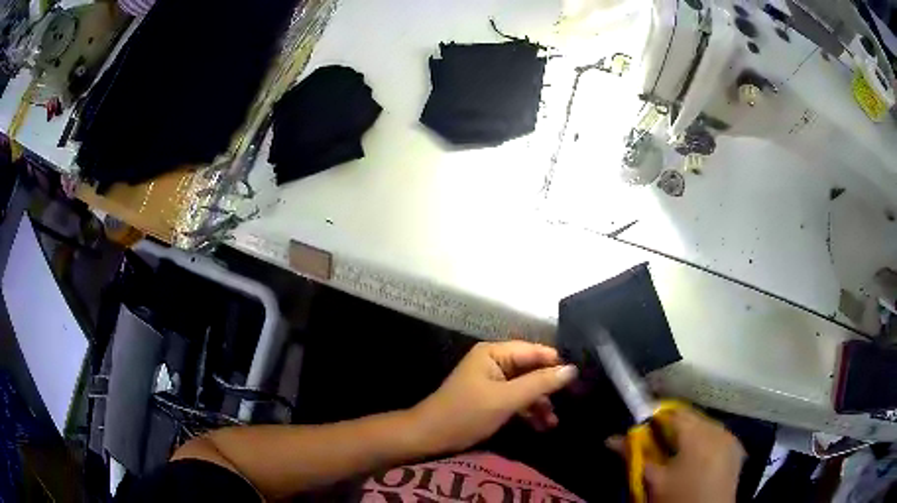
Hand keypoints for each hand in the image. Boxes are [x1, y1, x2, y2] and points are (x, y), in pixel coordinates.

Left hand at [412, 341, 577, 452]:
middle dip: (549, 388)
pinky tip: (542, 426)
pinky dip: (528, 411)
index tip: (580, 379)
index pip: (534, 351)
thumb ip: (540, 384)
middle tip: (572, 403)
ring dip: (540, 404)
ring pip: (526, 387)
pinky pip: (516, 400)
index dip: (557, 363)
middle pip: (531, 370)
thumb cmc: (466, 414)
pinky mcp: (491, 399)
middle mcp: (495, 362)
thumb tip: (572, 369)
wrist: (429, 437)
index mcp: (494, 353)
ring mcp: (493, 381)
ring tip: (554, 423)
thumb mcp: (506, 399)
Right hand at [608, 407, 744, 502]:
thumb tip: (611, 438)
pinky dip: (704, 440)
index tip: (642, 428)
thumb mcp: (655, 481)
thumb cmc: (678, 499)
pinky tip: (695, 458)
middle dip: (672, 426)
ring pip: (704, 424)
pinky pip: (717, 434)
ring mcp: (730, 438)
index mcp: (697, 435)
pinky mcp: (736, 448)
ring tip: (675, 453)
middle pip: (690, 416)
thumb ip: (636, 456)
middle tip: (656, 444)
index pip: (673, 412)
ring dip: (689, 432)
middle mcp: (718, 429)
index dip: (656, 417)